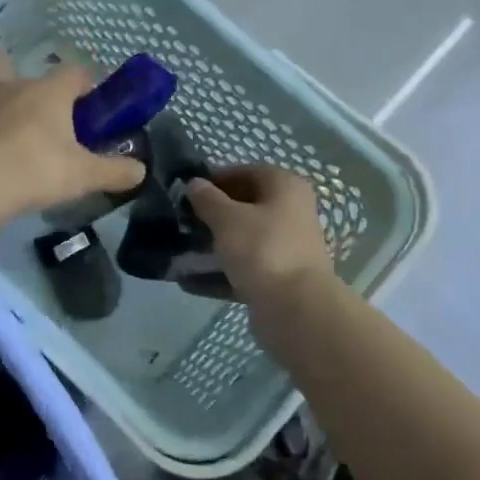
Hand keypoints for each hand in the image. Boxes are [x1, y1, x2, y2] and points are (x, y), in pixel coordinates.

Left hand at [0, 50, 145, 216]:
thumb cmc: (37, 168)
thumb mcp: (83, 175)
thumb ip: (113, 171)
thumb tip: (140, 171)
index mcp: (48, 92)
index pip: (73, 73)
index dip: (85, 83)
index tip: (91, 103)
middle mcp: (11, 90)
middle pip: (3, 62)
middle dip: (10, 67)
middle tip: (27, 99)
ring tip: (8, 142)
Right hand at [184, 165, 334, 301]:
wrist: (296, 308)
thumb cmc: (262, 249)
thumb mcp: (227, 219)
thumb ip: (207, 199)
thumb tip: (194, 183)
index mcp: (285, 187)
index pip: (246, 172)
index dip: (216, 179)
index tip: (187, 192)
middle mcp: (292, 212)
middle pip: (246, 206)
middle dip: (213, 214)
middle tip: (183, 221)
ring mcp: (287, 247)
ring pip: (245, 238)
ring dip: (215, 244)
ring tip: (183, 250)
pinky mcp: (280, 277)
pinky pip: (245, 268)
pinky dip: (221, 272)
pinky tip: (191, 281)